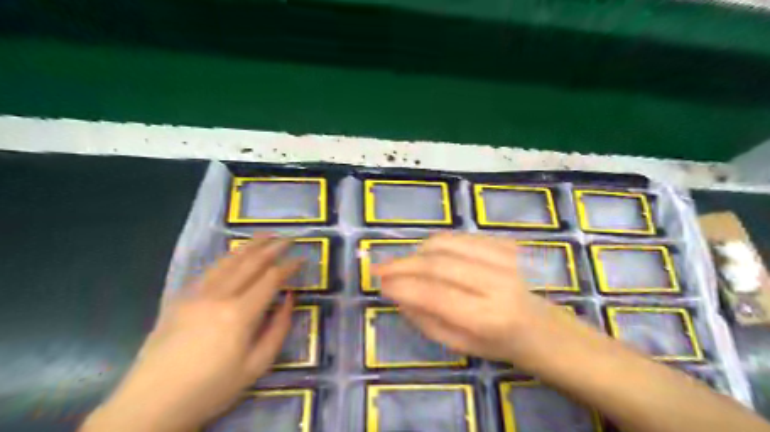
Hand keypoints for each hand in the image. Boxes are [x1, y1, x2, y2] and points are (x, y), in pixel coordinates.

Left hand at [83, 237, 299, 431]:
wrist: (151, 405)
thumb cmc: (211, 389)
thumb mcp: (256, 367)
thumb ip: (278, 329)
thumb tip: (289, 299)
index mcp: (239, 314)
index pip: (271, 279)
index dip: (289, 266)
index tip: (302, 259)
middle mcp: (218, 296)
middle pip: (250, 263)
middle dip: (272, 248)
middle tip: (288, 238)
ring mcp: (196, 295)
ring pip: (227, 262)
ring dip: (249, 246)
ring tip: (264, 235)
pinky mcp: (179, 299)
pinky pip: (207, 271)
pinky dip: (225, 259)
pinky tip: (233, 255)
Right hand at [373, 234, 584, 368]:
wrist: (540, 327)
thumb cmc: (498, 343)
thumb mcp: (459, 344)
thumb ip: (425, 319)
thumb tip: (396, 292)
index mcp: (488, 318)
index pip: (436, 295)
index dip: (404, 286)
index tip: (380, 283)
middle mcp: (498, 283)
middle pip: (439, 263)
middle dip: (404, 264)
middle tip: (381, 268)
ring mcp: (504, 259)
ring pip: (447, 243)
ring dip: (418, 251)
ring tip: (406, 264)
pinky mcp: (505, 244)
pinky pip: (460, 236)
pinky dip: (438, 244)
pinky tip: (431, 257)